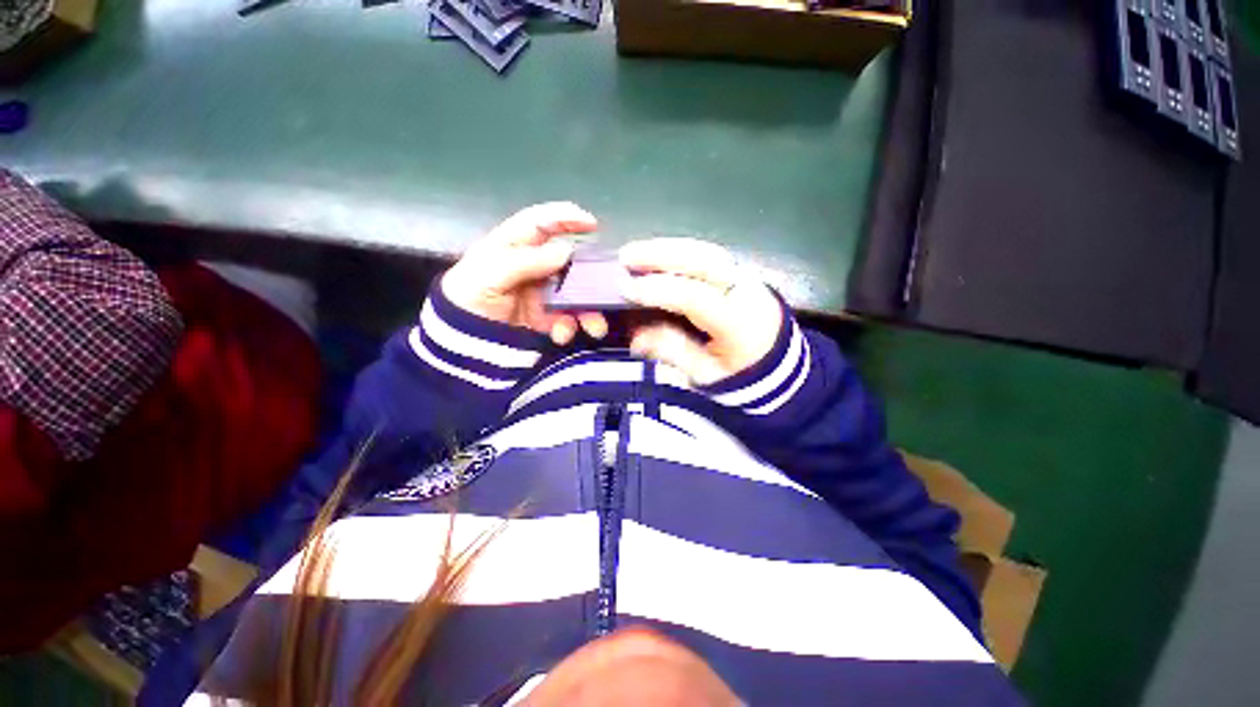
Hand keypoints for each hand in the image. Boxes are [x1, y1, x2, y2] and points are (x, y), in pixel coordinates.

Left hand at [442, 202, 608, 344]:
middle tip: (604, 286)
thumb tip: (565, 250)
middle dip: (588, 275)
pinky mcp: (546, 319)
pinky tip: (561, 335)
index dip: (565, 218)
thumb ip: (525, 261)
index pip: (540, 223)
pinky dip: (570, 328)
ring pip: (575, 294)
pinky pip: (568, 319)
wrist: (461, 346)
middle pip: (567, 262)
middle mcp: (531, 268)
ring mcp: (541, 295)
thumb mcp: (488, 276)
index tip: (591, 223)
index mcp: (512, 248)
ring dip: (588, 309)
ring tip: (594, 326)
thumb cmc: (468, 302)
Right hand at [620, 238, 782, 385]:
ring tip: (638, 251)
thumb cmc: (741, 376)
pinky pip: (710, 255)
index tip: (626, 289)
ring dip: (669, 248)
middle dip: (661, 255)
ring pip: (707, 252)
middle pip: (703, 261)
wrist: (779, 369)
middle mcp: (746, 292)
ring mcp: (747, 279)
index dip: (657, 290)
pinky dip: (682, 252)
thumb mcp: (705, 375)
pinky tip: (662, 254)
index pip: (693, 297)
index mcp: (738, 323)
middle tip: (626, 256)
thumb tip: (636, 336)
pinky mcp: (743, 275)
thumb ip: (673, 352)